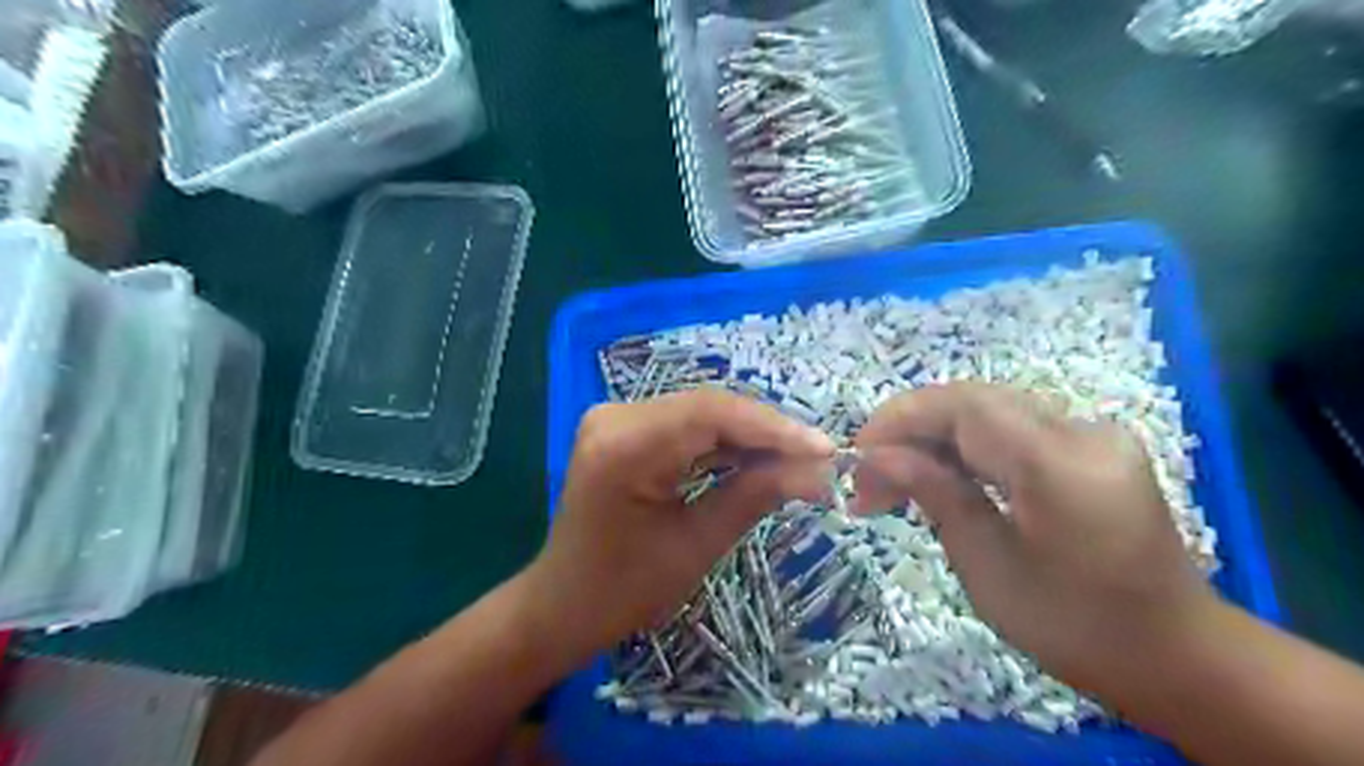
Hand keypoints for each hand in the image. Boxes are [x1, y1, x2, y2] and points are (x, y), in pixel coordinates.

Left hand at [525, 392, 838, 661]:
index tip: (824, 449)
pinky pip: (685, 425)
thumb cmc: (624, 590)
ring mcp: (616, 418)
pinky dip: (724, 442)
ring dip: (750, 436)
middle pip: (708, 408)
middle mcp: (615, 416)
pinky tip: (758, 459)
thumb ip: (755, 495)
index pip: (711, 414)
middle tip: (818, 457)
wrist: (564, 603)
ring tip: (799, 459)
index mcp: (624, 446)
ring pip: (701, 413)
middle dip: (767, 432)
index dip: (773, 427)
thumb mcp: (697, 545)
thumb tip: (818, 469)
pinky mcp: (624, 428)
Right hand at [856, 386, 1220, 689]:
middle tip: (869, 478)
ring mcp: (1093, 433)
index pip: (964, 406)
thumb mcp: (988, 566)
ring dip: (933, 438)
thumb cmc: (1074, 628)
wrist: (1176, 654)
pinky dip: (966, 446)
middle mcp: (1083, 431)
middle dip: (910, 430)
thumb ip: (934, 493)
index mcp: (1062, 466)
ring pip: (989, 410)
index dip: (901, 418)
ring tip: (894, 483)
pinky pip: (1012, 428)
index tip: (857, 456)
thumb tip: (876, 456)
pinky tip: (940, 477)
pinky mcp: (1091, 444)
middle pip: (973, 400)